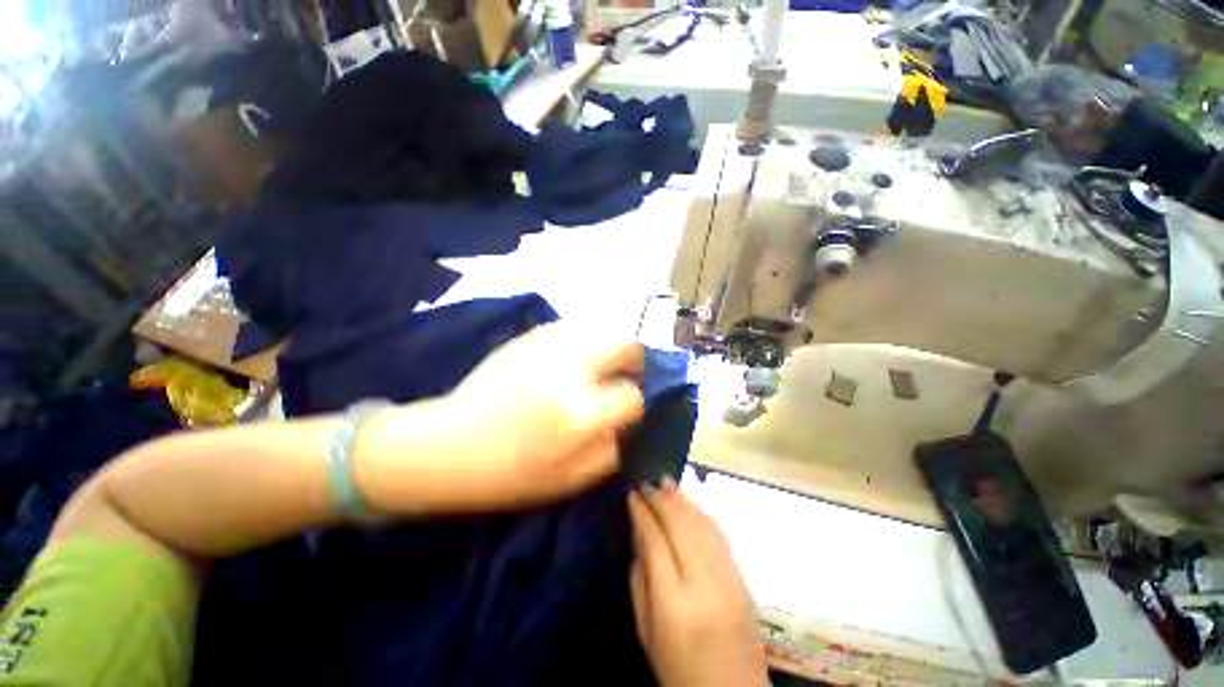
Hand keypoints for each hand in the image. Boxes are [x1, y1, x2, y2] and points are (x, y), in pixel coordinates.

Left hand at [358, 323, 645, 513]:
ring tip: (602, 365)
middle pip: (623, 344)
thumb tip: (627, 422)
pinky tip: (574, 358)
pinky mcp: (528, 338)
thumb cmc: (508, 473)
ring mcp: (546, 348)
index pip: (631, 396)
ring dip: (610, 346)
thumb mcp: (568, 481)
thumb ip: (609, 450)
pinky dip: (584, 340)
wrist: (447, 446)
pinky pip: (572, 327)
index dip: (635, 404)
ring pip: (600, 328)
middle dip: (635, 358)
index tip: (626, 411)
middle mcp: (567, 371)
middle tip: (628, 373)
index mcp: (576, 414)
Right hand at [628, 480, 767, 686]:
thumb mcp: (646, 631)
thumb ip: (640, 580)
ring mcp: (729, 579)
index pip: (656, 542)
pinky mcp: (742, 578)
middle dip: (661, 500)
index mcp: (675, 604)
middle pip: (681, 526)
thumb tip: (639, 535)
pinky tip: (688, 503)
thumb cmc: (678, 669)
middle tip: (646, 483)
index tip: (631, 495)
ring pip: (702, 525)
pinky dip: (701, 513)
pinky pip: (719, 535)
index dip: (642, 514)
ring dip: (682, 500)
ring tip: (665, 482)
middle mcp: (704, 584)